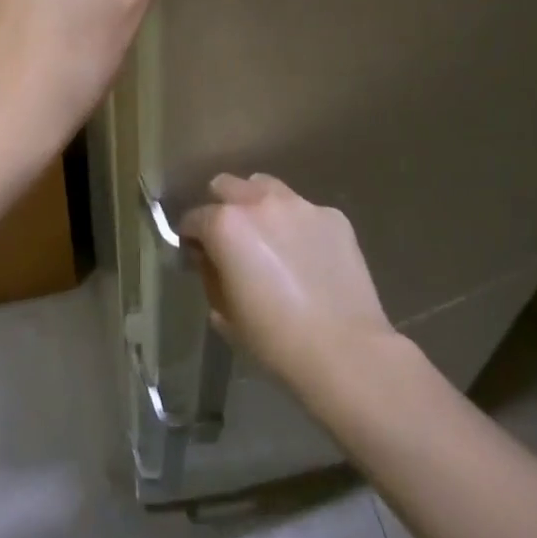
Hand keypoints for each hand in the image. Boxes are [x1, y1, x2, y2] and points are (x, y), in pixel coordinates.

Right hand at [181, 174, 396, 391]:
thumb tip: (212, 260)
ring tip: (270, 239)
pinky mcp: (333, 216)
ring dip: (259, 206)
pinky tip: (308, 256)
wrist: (346, 351)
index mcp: (226, 225)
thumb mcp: (225, 314)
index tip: (197, 256)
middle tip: (231, 240)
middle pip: (226, 185)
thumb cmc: (275, 341)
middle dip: (221, 207)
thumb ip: (211, 275)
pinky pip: (305, 211)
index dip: (191, 238)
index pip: (193, 218)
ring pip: (266, 187)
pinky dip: (298, 226)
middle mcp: (260, 202)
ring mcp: (300, 205)